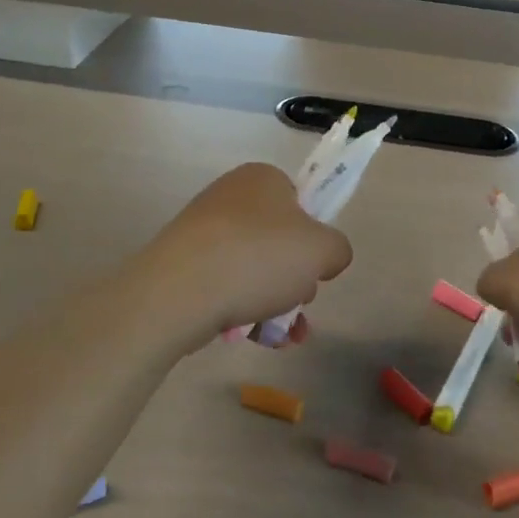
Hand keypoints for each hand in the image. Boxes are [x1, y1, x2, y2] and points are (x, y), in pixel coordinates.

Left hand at [139, 164, 353, 344]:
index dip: (314, 235)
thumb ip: (337, 250)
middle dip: (295, 277)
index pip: (301, 201)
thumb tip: (325, 259)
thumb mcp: (323, 250)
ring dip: (276, 302)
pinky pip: (227, 287)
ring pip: (254, 269)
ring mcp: (202, 232)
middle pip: (278, 240)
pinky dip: (246, 312)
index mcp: (262, 178)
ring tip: (283, 334)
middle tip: (300, 301)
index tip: (315, 265)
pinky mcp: (183, 265)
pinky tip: (259, 339)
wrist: (180, 292)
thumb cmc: (259, 258)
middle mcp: (230, 196)